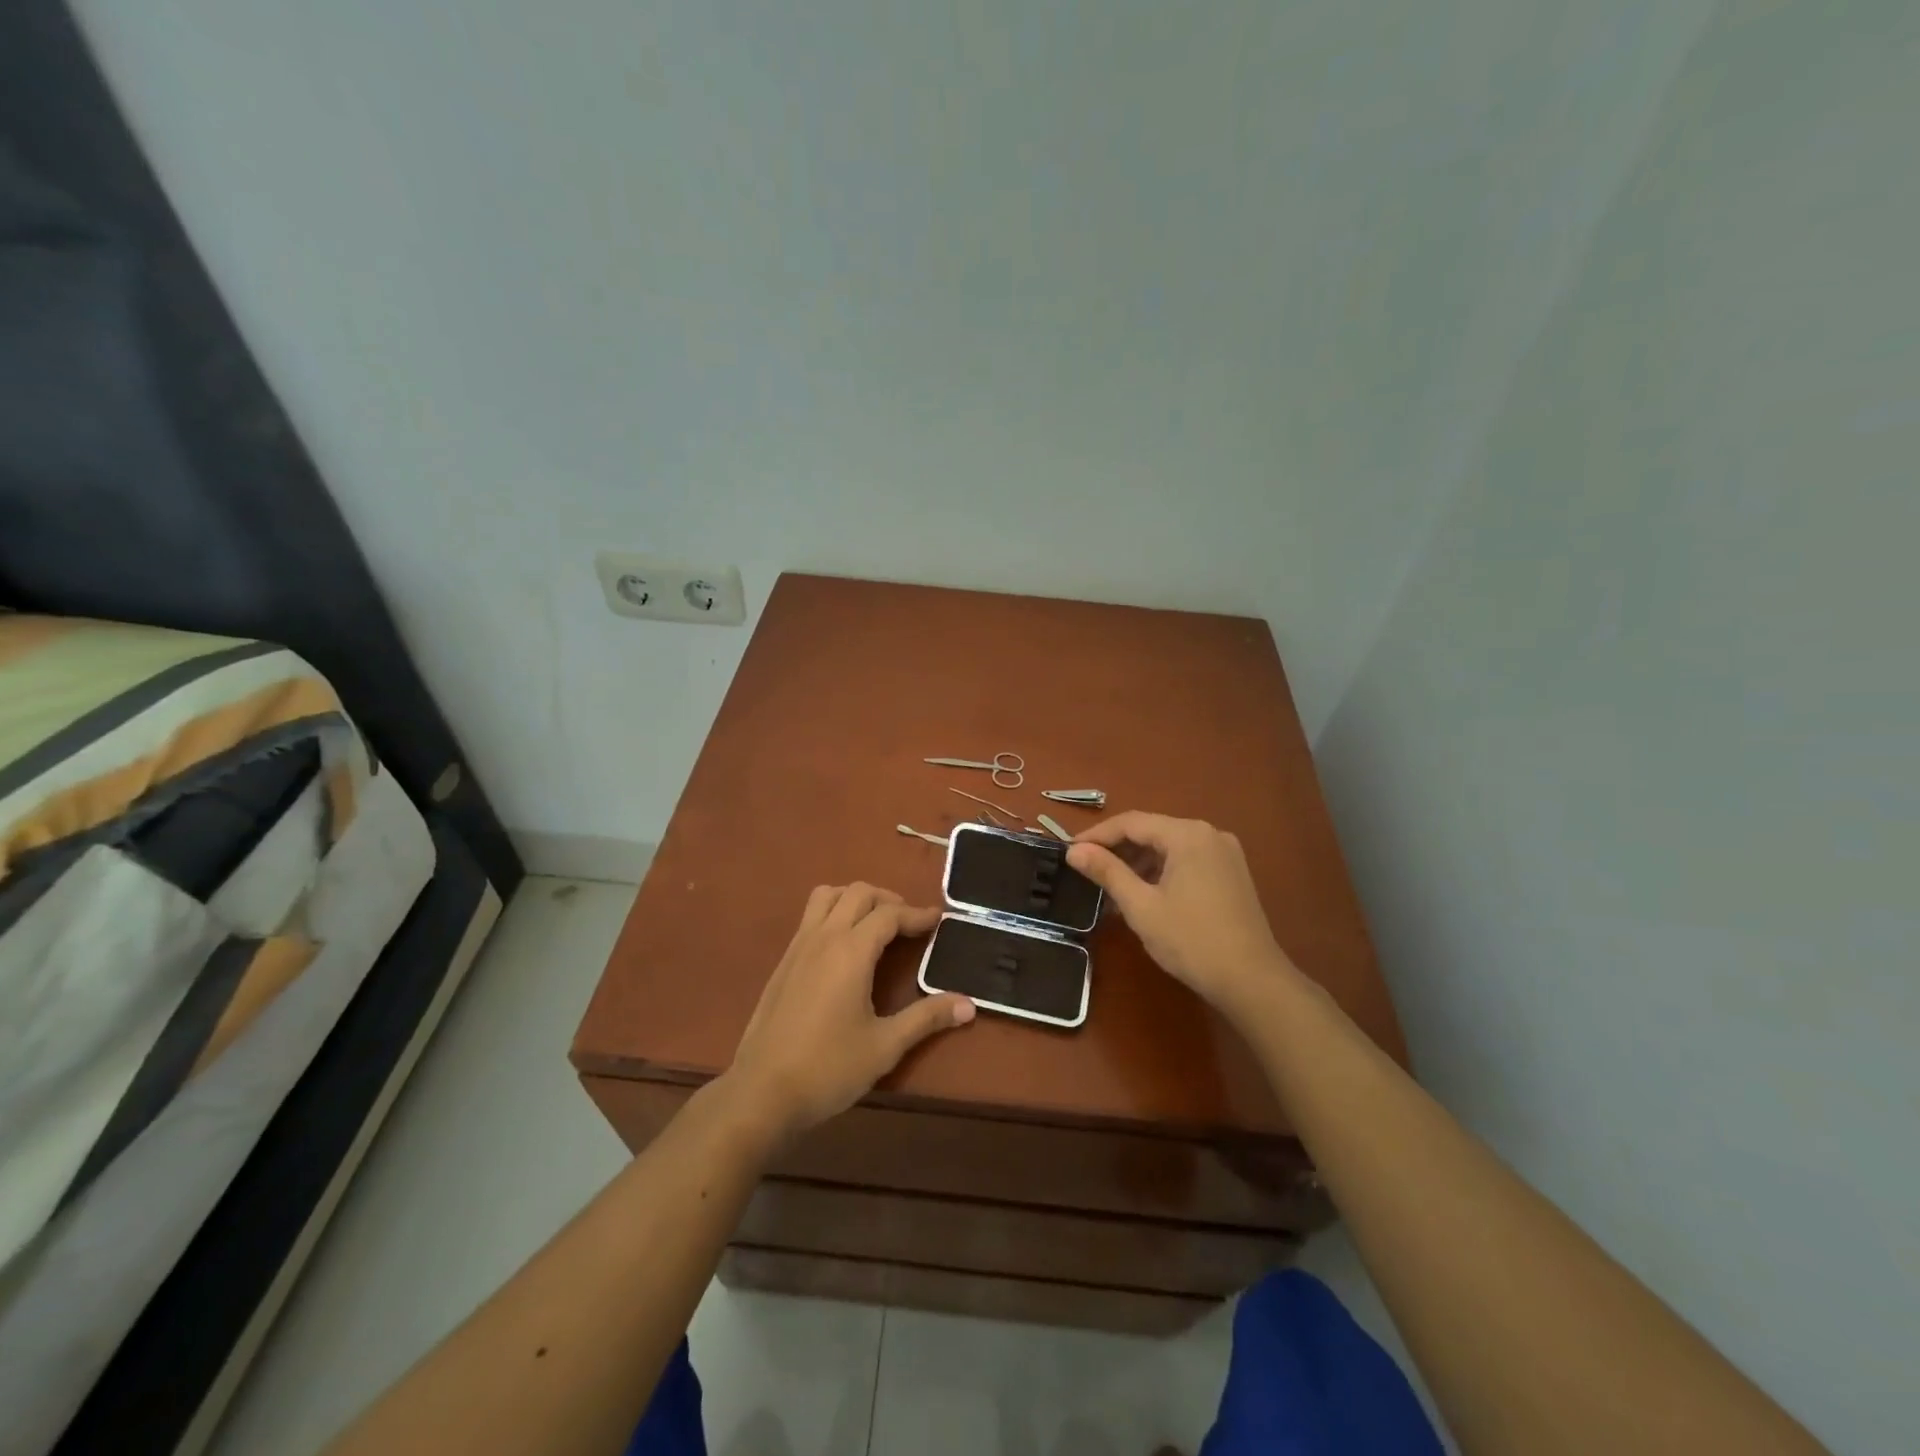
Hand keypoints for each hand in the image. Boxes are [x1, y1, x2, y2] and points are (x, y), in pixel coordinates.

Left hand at [723, 883, 974, 1142]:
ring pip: (828, 896)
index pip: (889, 914)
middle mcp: (823, 937)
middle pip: (859, 893)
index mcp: (850, 951)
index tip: (938, 920)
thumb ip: (927, 1019)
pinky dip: (834, 913)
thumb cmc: (828, 1069)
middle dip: (889, 900)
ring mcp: (798, 946)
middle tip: (910, 924)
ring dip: (856, 899)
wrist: (761, 1093)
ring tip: (876, 925)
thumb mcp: (885, 1046)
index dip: (917, 914)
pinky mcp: (783, 962)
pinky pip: (811, 916)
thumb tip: (969, 1004)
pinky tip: (844, 948)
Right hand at [1066, 812, 1303, 1022]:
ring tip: (1110, 886)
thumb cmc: (1191, 941)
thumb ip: (1107, 872)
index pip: (1131, 822)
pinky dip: (1161, 872)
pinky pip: (1187, 861)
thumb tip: (1074, 850)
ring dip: (1138, 862)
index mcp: (1187, 834)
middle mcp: (1209, 834)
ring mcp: (1224, 854)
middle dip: (1117, 849)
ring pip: (1169, 847)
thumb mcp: (1141, 906)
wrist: (1252, 981)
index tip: (1069, 851)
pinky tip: (1143, 894)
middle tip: (1086, 869)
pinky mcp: (1231, 874)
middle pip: (1152, 831)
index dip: (1097, 835)